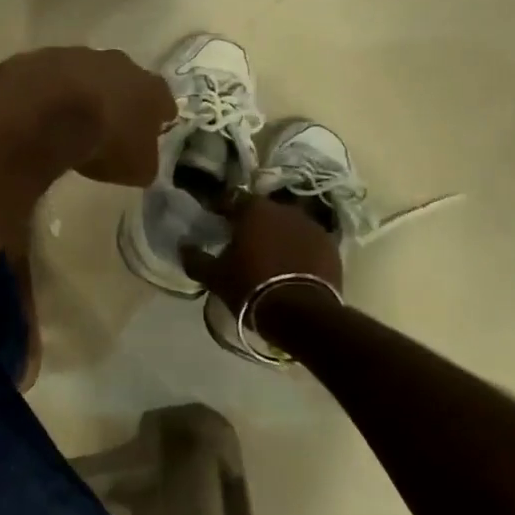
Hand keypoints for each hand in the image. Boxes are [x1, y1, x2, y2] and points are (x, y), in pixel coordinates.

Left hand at [14, 47, 173, 187]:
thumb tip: (143, 161)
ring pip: (90, 73)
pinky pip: (55, 77)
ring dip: (86, 91)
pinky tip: (44, 109)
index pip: (163, 100)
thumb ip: (145, 161)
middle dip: (123, 98)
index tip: (159, 123)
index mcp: (150, 89)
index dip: (161, 113)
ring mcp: (81, 56)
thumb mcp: (136, 168)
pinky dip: (53, 90)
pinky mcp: (46, 57)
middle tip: (115, 119)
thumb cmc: (105, 141)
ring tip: (75, 115)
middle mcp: (121, 64)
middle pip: (127, 80)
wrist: (48, 110)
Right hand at [182, 195, 343, 303]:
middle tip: (242, 242)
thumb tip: (183, 245)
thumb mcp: (215, 277)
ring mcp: (311, 226)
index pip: (232, 199)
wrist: (303, 314)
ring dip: (278, 235)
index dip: (222, 210)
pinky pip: (308, 242)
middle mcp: (284, 209)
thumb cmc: (252, 287)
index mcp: (253, 209)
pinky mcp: (331, 246)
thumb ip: (196, 258)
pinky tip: (292, 267)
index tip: (215, 223)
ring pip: (287, 225)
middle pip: (262, 211)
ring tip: (270, 256)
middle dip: (252, 223)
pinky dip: (299, 249)